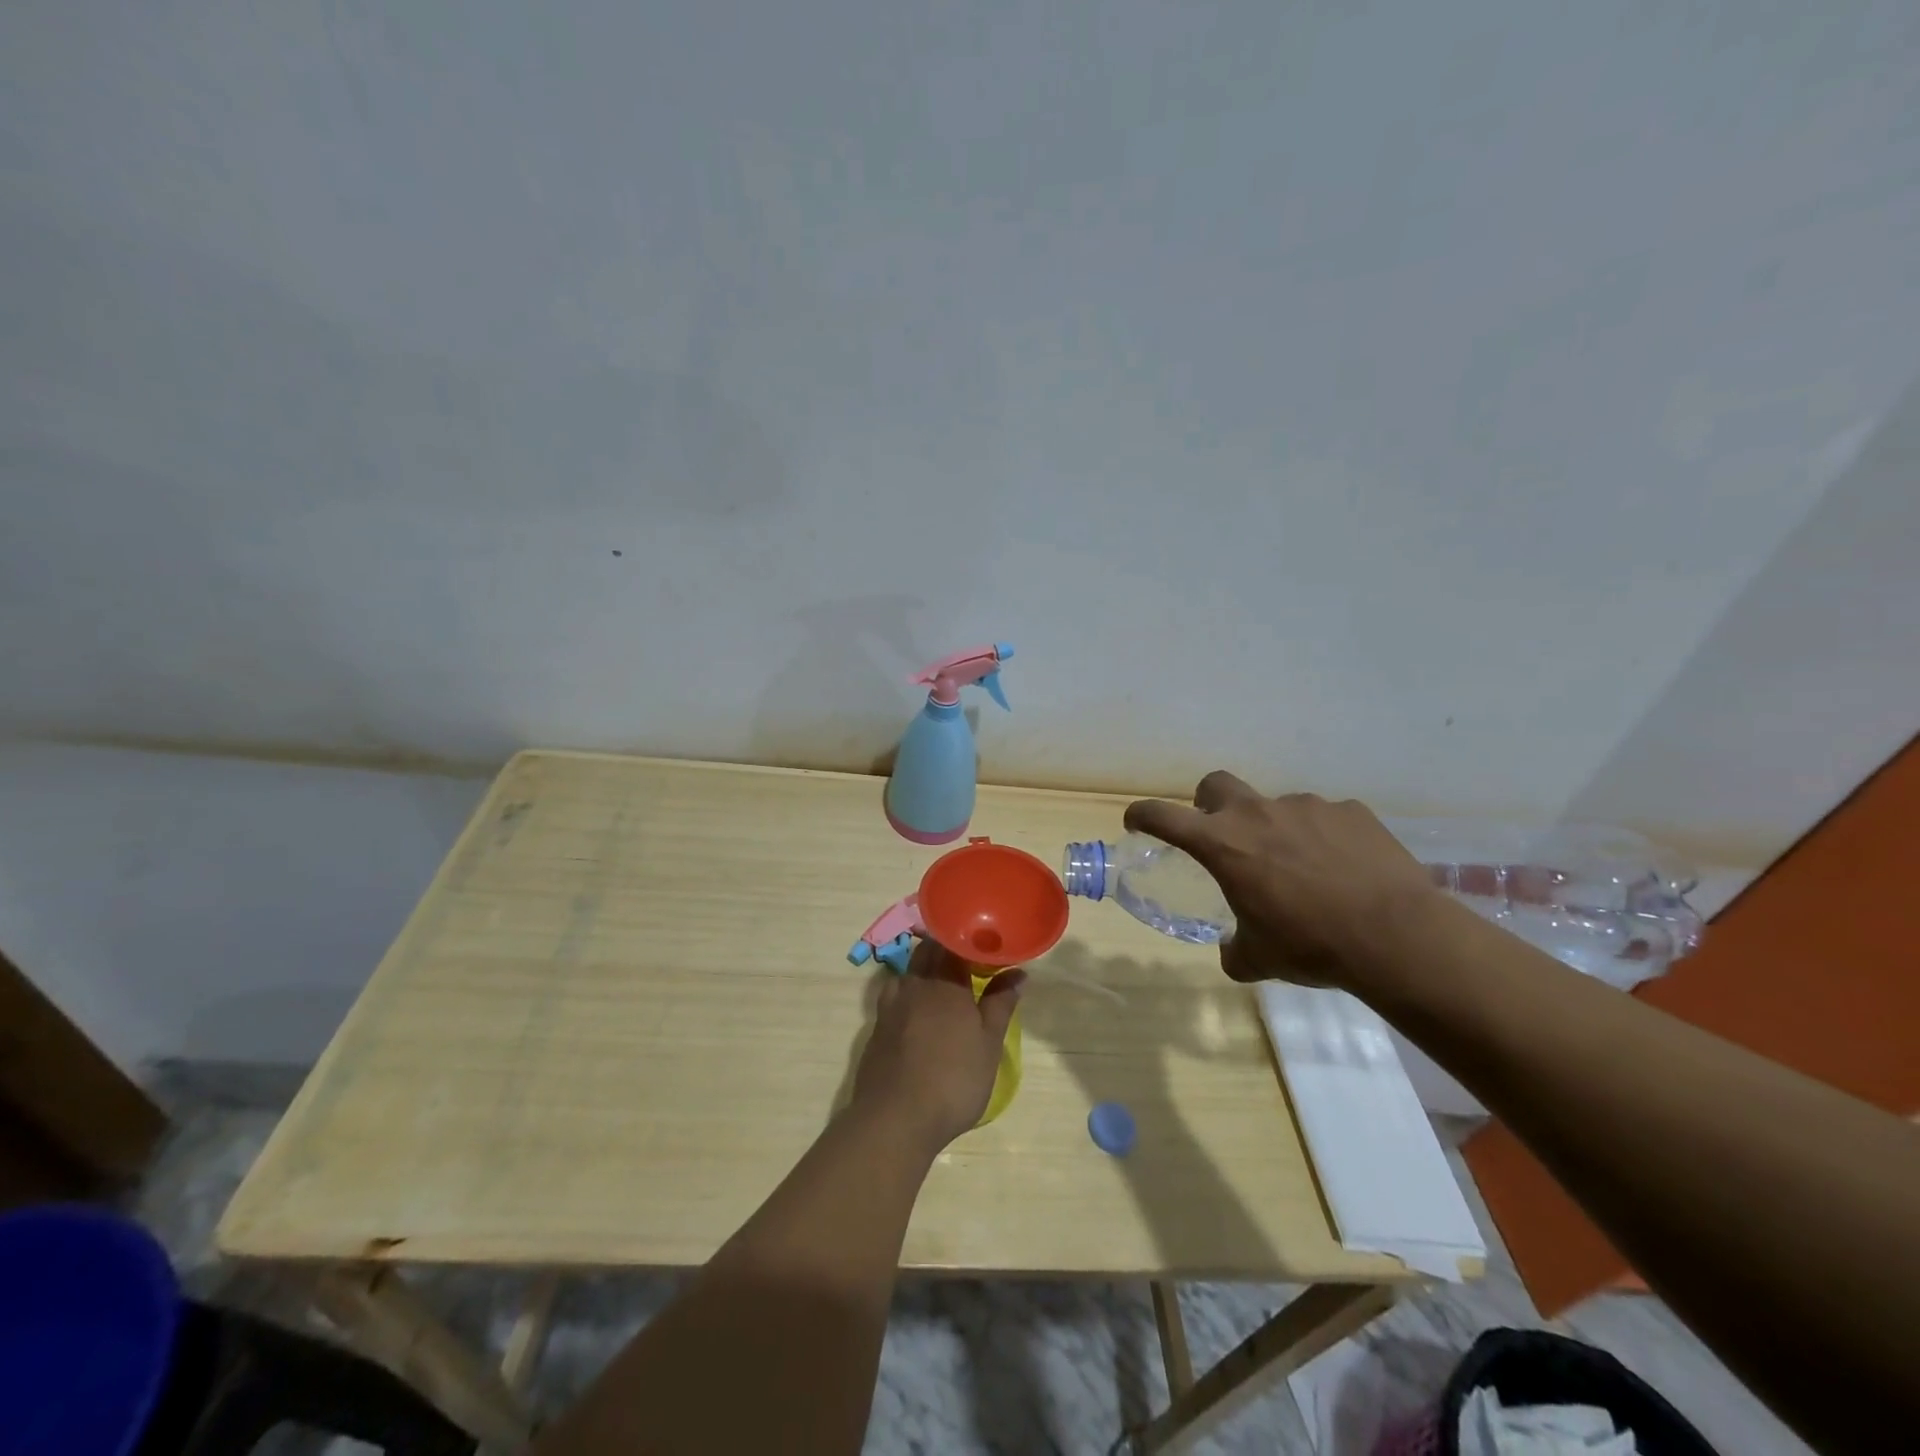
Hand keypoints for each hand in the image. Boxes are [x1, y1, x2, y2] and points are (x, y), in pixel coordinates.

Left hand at [850, 940, 1024, 1150]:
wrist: (896, 1118)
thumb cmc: (953, 1079)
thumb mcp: (989, 1044)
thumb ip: (1001, 1003)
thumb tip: (1017, 973)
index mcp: (945, 982)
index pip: (955, 944)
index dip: (970, 941)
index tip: (986, 947)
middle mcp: (915, 984)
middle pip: (928, 951)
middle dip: (947, 950)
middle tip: (968, 962)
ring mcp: (891, 1004)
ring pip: (908, 970)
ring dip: (925, 968)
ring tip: (943, 983)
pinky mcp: (877, 1026)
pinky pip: (894, 994)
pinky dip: (908, 992)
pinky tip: (917, 1010)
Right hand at [1125, 770, 1436, 989]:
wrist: (1395, 936)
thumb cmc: (1311, 945)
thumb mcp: (1259, 959)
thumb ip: (1234, 950)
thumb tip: (1232, 951)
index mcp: (1223, 844)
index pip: (1163, 816)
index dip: (1142, 815)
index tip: (1136, 822)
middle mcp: (1257, 813)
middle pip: (1215, 784)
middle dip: (1209, 803)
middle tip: (1223, 834)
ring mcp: (1306, 806)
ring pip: (1276, 807)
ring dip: (1276, 830)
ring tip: (1304, 869)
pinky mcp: (1350, 811)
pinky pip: (1325, 818)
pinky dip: (1323, 838)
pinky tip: (1344, 869)